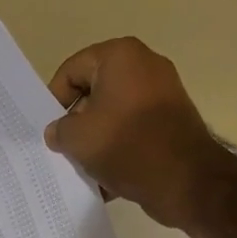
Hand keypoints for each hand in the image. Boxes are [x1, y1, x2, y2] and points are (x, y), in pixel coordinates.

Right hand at [43, 37, 230, 230]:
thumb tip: (58, 132)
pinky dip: (120, 151)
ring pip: (114, 116)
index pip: (72, 71)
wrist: (187, 181)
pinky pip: (135, 132)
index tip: (49, 130)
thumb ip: (59, 130)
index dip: (54, 101)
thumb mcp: (78, 139)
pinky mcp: (173, 123)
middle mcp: (145, 67)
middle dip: (77, 123)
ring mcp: (163, 95)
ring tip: (84, 169)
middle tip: (64, 150)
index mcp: (120, 56)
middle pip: (94, 93)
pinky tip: (106, 180)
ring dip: (97, 142)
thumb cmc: (127, 147)